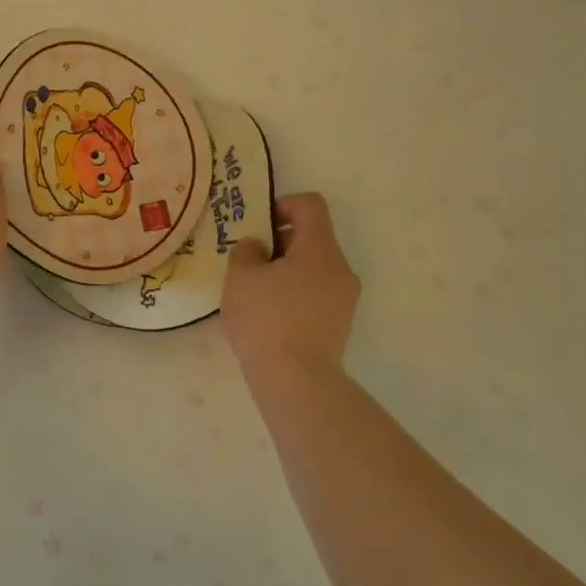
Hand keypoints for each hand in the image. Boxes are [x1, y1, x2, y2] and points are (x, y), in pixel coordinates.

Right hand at [222, 193, 360, 376]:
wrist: (296, 381)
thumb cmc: (266, 319)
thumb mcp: (241, 277)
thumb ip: (247, 251)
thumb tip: (258, 246)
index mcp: (320, 249)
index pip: (310, 205)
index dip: (283, 204)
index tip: (258, 225)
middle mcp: (341, 268)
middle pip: (313, 237)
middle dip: (280, 241)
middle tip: (249, 261)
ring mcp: (345, 299)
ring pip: (314, 267)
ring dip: (286, 270)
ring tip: (256, 292)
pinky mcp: (339, 324)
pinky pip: (316, 293)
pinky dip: (294, 293)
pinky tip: (269, 316)